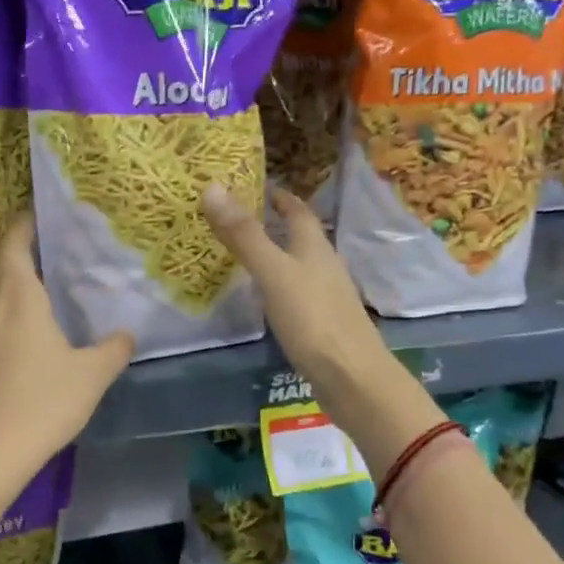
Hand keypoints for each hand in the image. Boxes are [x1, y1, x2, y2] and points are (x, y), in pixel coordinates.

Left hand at [0, 214, 133, 481]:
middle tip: (24, 248)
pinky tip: (8, 329)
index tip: (35, 215)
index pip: (13, 246)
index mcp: (20, 299)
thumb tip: (127, 335)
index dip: (21, 226)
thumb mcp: (92, 375)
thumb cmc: (43, 402)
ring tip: (16, 283)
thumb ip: (113, 350)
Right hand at [201, 186, 434, 464]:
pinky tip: (262, 298)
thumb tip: (212, 186)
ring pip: (298, 265)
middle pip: (300, 236)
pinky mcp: (321, 324)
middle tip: (238, 218)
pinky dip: (277, 286)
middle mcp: (323, 266)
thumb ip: (244, 235)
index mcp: (315, 247)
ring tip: (243, 253)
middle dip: (275, 224)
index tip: (255, 186)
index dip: (279, 196)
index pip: (298, 210)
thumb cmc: (313, 319)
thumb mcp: (273, 273)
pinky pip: (296, 294)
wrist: (351, 377)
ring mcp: (325, 297)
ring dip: (276, 255)